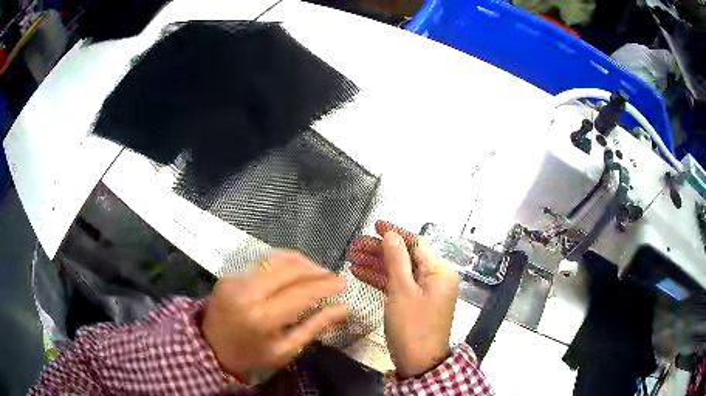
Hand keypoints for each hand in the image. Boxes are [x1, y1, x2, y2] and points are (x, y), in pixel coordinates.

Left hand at [201, 250, 346, 381]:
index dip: (326, 284)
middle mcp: (247, 292)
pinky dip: (284, 265)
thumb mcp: (286, 349)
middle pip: (290, 268)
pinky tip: (295, 273)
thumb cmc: (251, 355)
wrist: (210, 348)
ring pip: (276, 258)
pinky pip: (263, 262)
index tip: (344, 283)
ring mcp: (236, 279)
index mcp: (262, 317)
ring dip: (301, 262)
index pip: (301, 292)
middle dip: (316, 269)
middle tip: (333, 278)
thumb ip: (315, 326)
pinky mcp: (231, 274)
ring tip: (317, 273)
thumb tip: (344, 308)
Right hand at [348, 221, 458, 377]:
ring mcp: (425, 292)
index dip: (395, 233)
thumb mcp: (402, 291)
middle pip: (406, 257)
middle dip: (381, 250)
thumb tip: (392, 235)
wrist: (419, 363)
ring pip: (400, 271)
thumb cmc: (412, 327)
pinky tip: (361, 273)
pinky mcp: (415, 304)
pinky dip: (381, 279)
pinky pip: (398, 285)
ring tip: (352, 258)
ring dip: (377, 264)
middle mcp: (435, 279)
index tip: (375, 225)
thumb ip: (397, 260)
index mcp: (439, 272)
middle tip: (355, 245)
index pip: (416, 244)